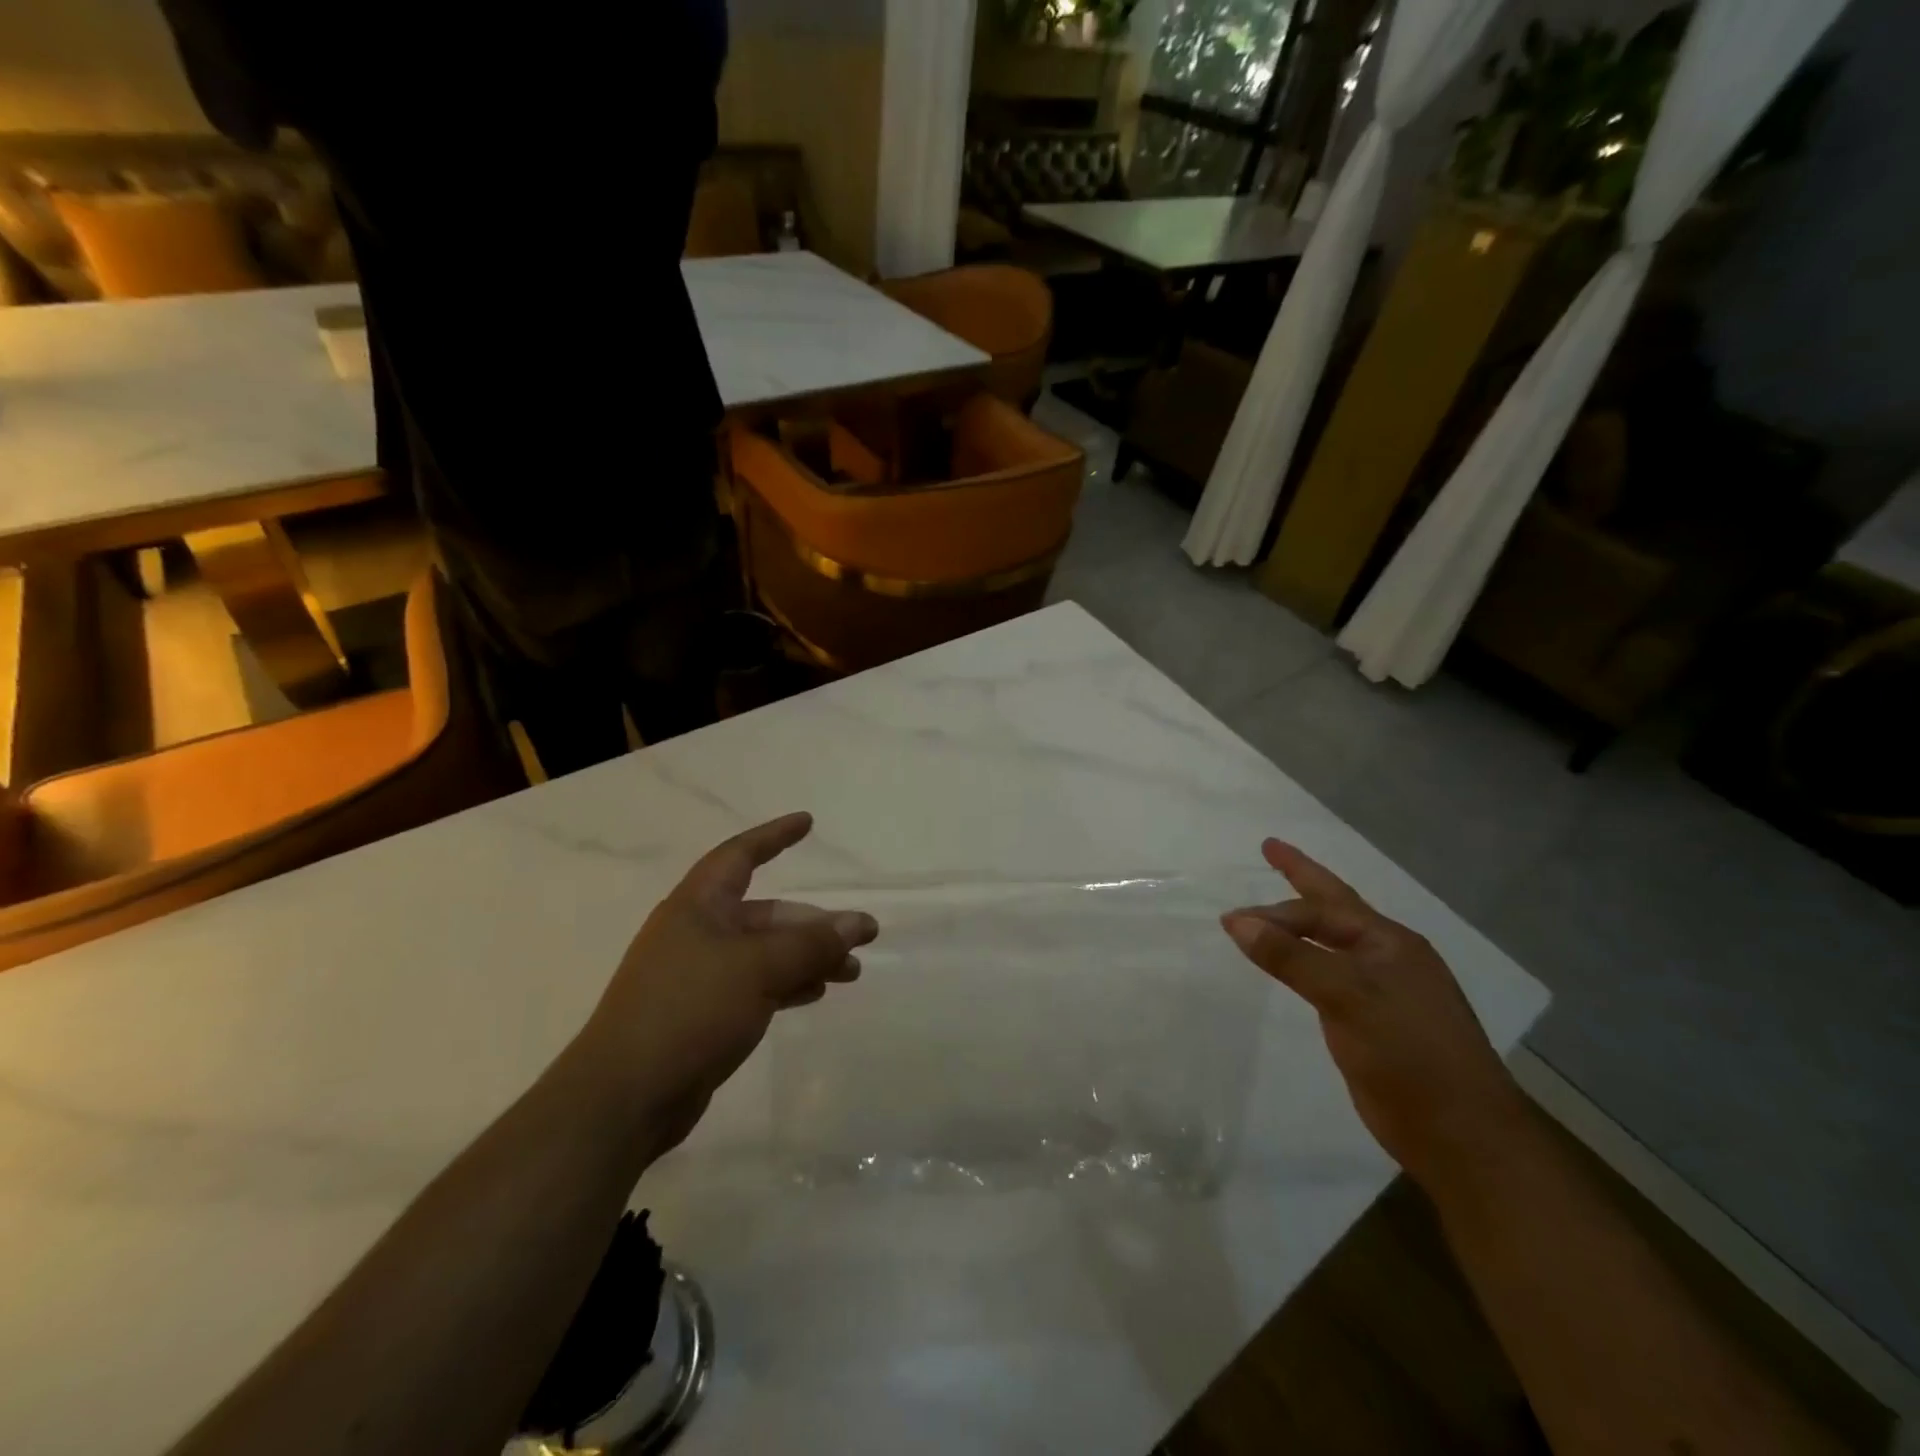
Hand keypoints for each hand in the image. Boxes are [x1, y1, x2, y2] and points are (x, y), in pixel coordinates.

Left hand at [571, 812, 875, 1155]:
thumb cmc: (689, 1010)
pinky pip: (755, 985)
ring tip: (849, 973)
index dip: (775, 835)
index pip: (740, 855)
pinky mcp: (702, 1014)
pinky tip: (815, 994)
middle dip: (813, 922)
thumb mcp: (758, 969)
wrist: (624, 1097)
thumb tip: (860, 923)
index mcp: (698, 905)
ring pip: (765, 953)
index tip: (808, 822)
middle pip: (765, 914)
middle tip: (861, 935)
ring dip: (807, 958)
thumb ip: (812, 944)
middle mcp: (697, 932)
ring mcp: (698, 975)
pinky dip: (787, 984)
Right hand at [1221, 840, 1528, 1190]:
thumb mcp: (1347, 997)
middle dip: (1301, 881)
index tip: (1228, 920)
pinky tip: (1295, 965)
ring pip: (1333, 943)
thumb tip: (1236, 921)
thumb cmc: (1409, 1054)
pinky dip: (1306, 961)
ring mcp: (1385, 991)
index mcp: (1391, 943)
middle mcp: (1388, 958)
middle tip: (1271, 851)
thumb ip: (1290, 957)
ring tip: (1274, 909)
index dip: (1274, 910)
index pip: (1322, 909)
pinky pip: (1331, 976)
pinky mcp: (1375, 1023)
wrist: (1462, 1135)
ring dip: (1301, 924)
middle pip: (1335, 909)